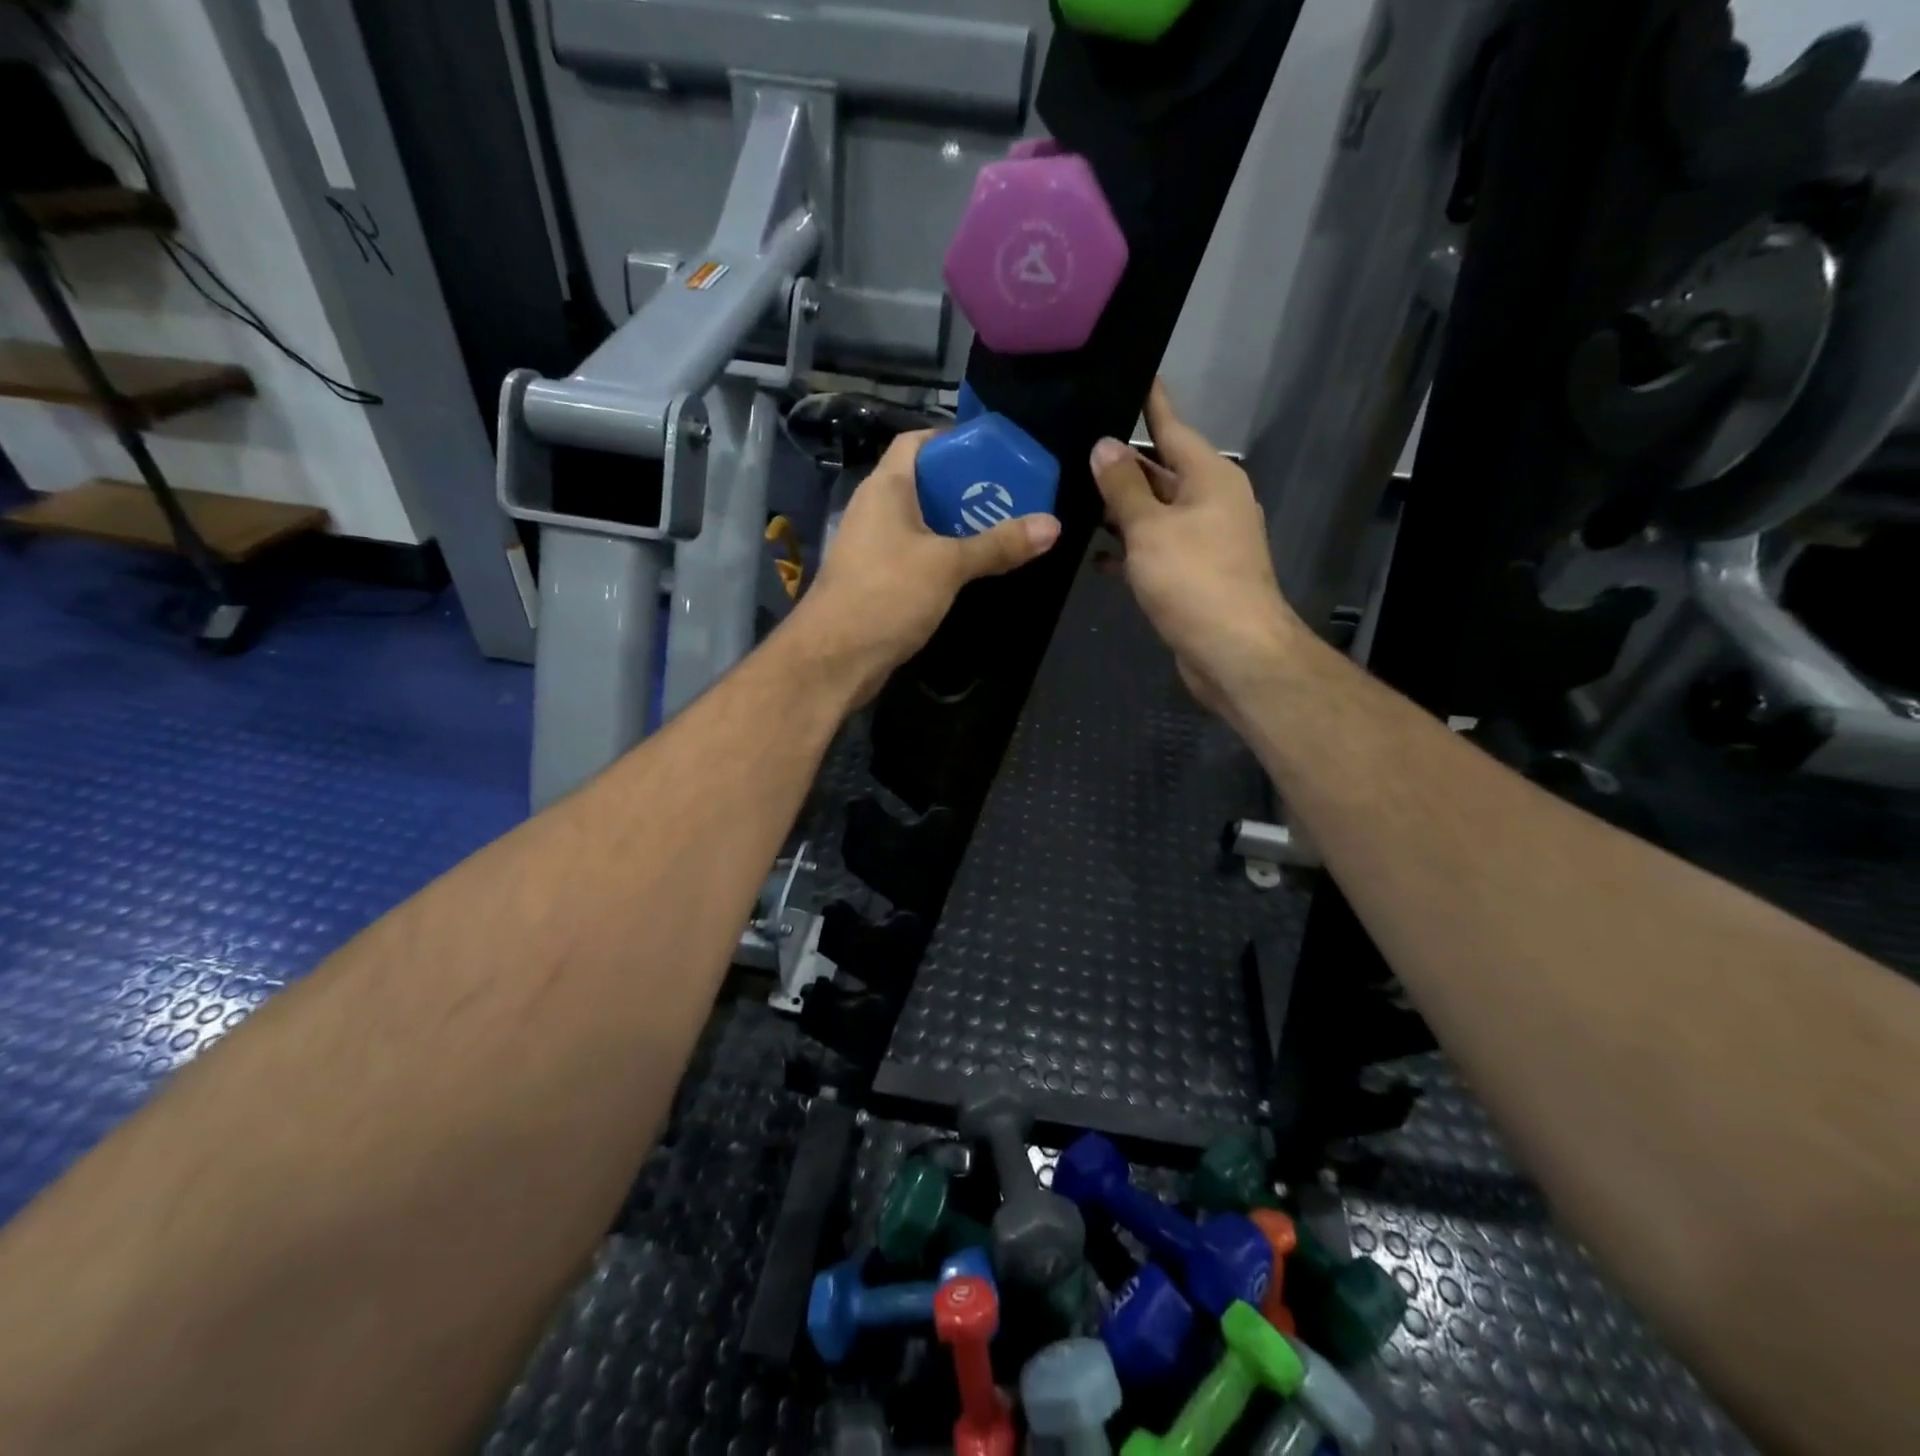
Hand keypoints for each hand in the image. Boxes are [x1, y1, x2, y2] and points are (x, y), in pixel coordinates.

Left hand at [792, 429, 1060, 701]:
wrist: (834, 658)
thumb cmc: (887, 595)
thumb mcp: (948, 565)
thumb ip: (998, 545)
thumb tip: (1053, 525)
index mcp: (886, 488)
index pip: (916, 441)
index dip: (952, 440)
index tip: (992, 453)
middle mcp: (876, 510)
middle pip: (925, 483)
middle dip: (967, 487)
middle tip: (1010, 497)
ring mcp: (873, 547)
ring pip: (922, 523)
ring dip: (957, 526)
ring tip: (1001, 532)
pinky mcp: (877, 580)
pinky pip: (915, 555)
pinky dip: (943, 556)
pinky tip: (971, 570)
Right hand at [1092, 381, 1301, 713]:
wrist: (1233, 652)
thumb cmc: (1194, 580)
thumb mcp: (1151, 528)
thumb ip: (1123, 487)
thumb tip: (1103, 446)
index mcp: (1209, 477)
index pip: (1172, 426)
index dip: (1148, 402)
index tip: (1127, 374)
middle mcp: (1210, 502)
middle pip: (1160, 471)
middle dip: (1120, 464)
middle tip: (1072, 447)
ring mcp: (1203, 540)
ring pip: (1154, 513)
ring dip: (1119, 511)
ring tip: (1070, 497)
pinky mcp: (1192, 575)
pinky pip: (1155, 550)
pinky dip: (1129, 551)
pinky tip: (1095, 558)